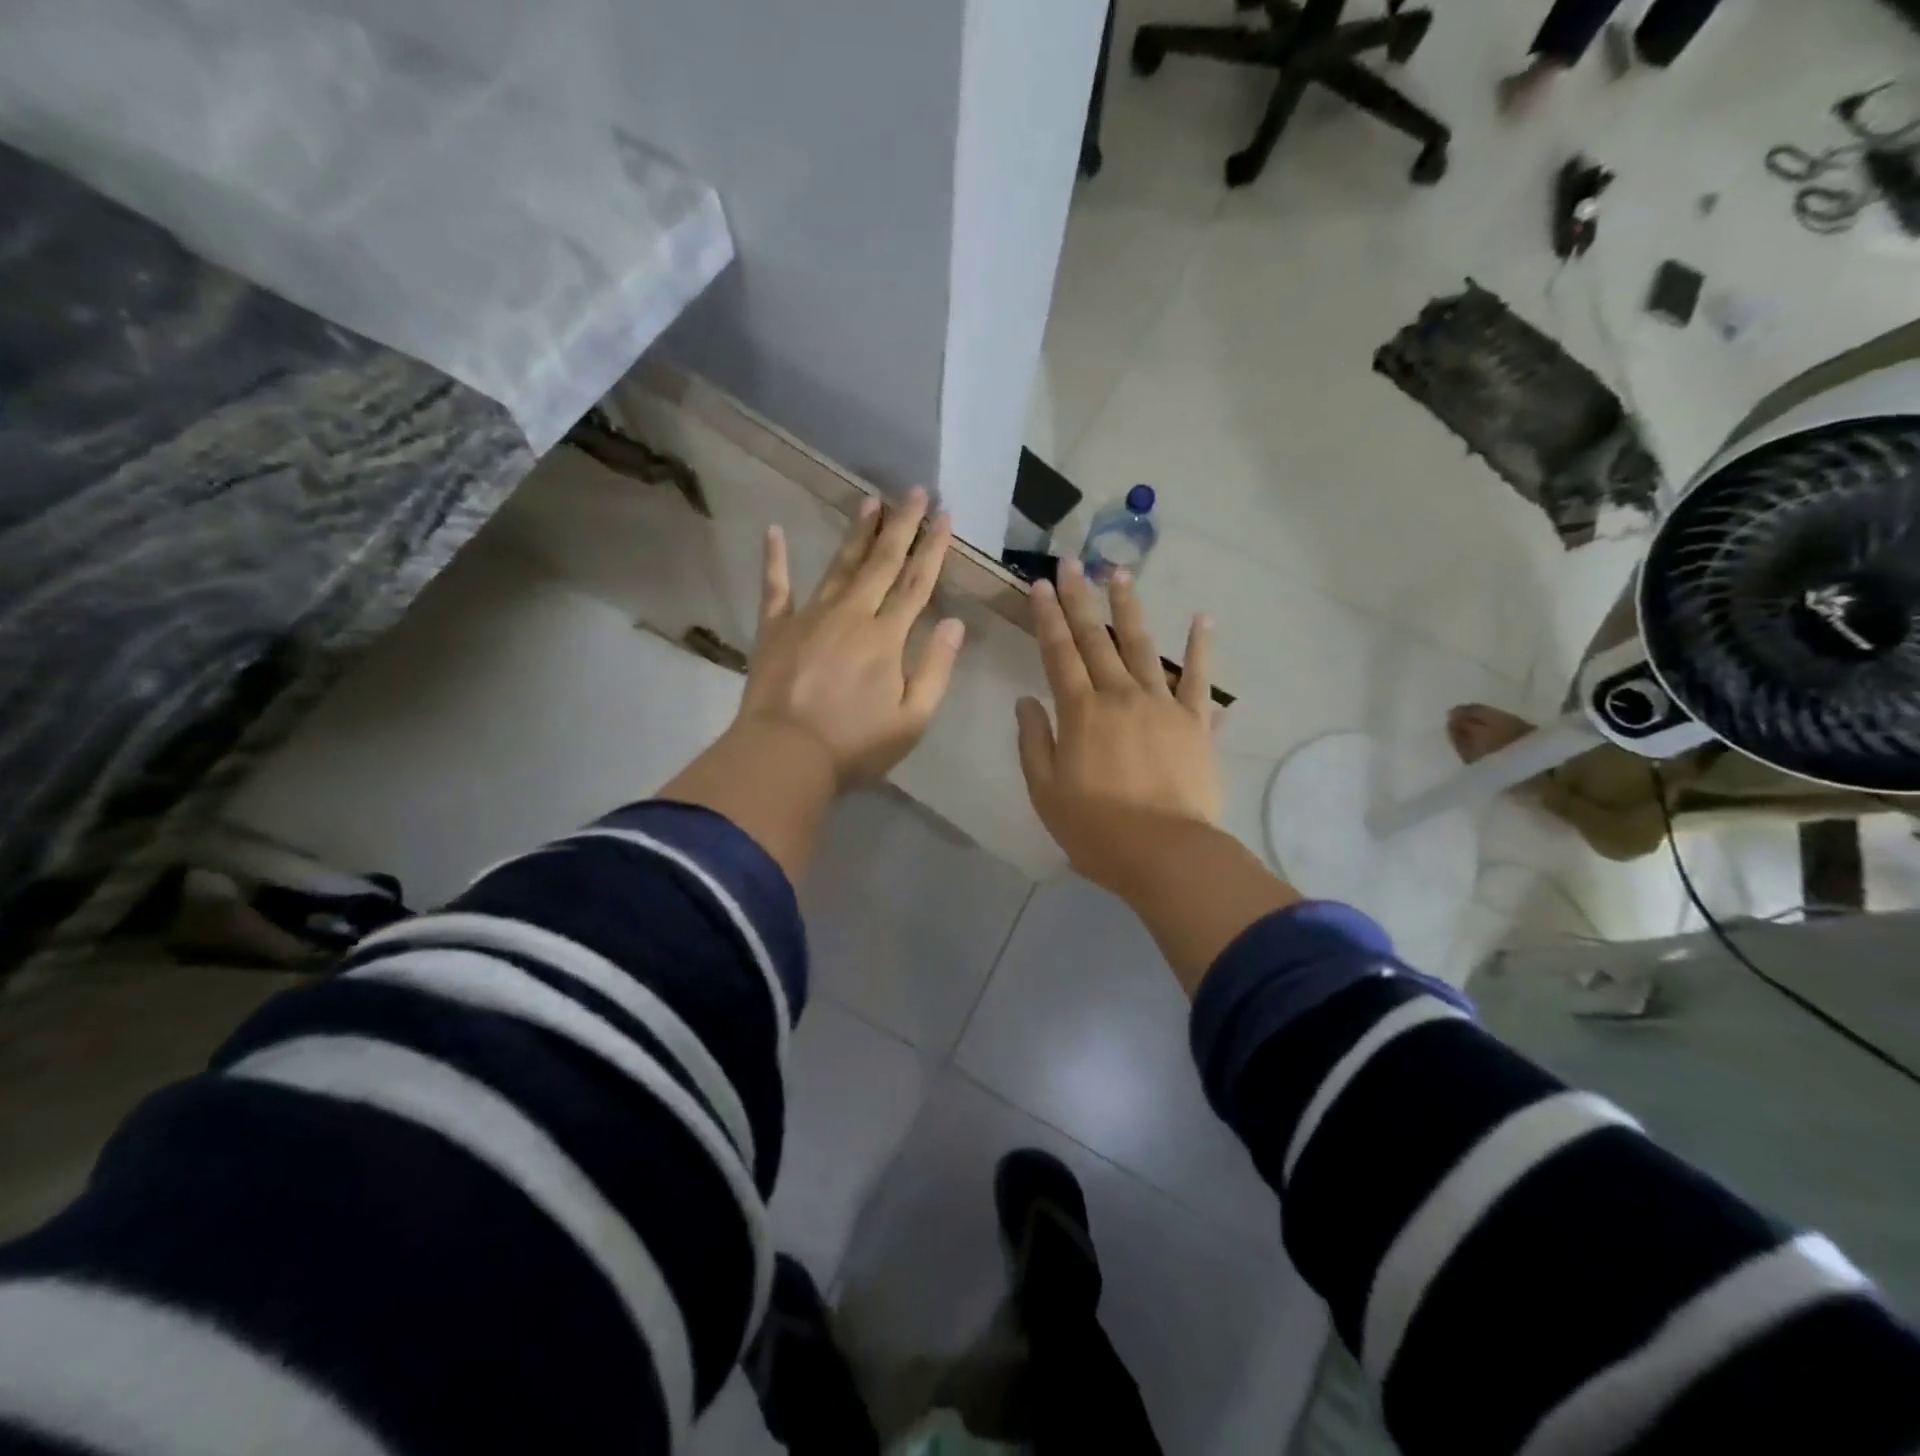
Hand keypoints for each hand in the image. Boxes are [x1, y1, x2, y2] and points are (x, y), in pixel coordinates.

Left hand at [740, 488, 965, 789]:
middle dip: (901, 526)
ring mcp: (809, 617)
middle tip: (914, 491)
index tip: (944, 515)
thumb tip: (955, 622)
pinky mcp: (775, 629)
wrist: (785, 755)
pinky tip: (773, 531)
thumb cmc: (855, 744)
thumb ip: (936, 668)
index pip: (915, 583)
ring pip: (839, 565)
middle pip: (881, 563)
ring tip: (870, 501)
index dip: (932, 548)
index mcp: (886, 637)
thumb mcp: (912, 718)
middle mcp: (850, 615)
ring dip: (857, 533)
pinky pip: (775, 587)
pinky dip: (774, 559)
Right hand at [1016, 559, 1218, 898]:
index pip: (1059, 653)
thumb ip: (1034, 742)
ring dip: (1130, 608)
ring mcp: (1161, 704)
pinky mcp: (1195, 722)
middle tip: (1072, 563)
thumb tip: (1026, 701)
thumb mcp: (1046, 790)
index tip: (1040, 585)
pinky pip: (1198, 678)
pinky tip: (1202, 618)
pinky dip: (1201, 647)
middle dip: (1080, 599)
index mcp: (1080, 711)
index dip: (1047, 617)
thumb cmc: (1095, 828)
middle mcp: (1119, 695)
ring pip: (1143, 646)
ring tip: (1120, 574)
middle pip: (1096, 639)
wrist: (1164, 852)